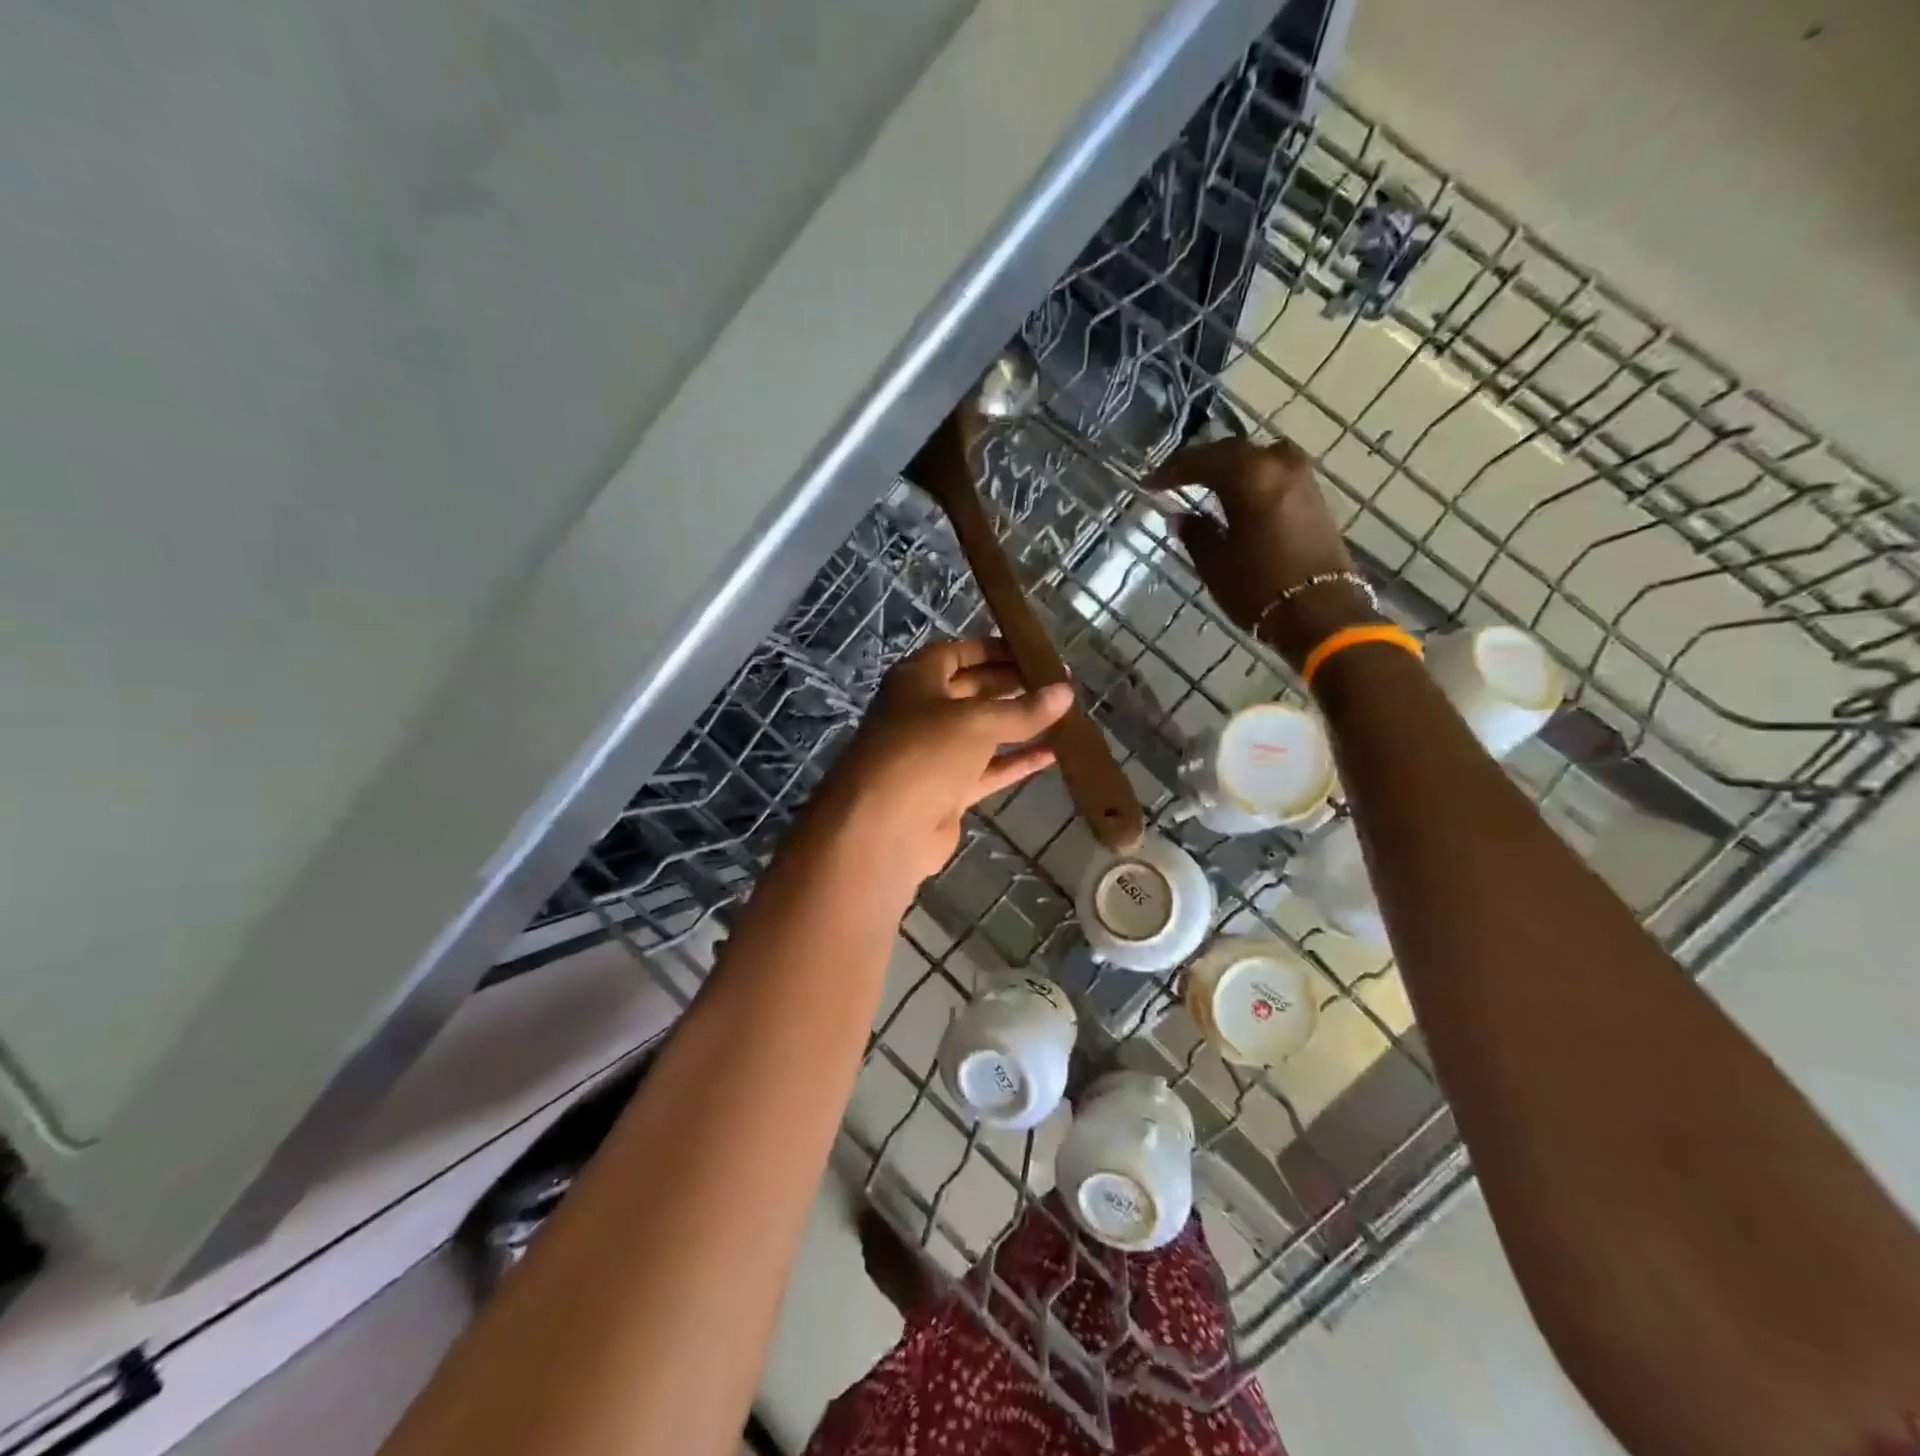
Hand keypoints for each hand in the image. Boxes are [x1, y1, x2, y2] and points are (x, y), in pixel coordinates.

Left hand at [823, 639, 1072, 884]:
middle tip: (1061, 684)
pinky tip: (1053, 753)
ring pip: (984, 732)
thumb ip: (1023, 710)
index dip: (998, 650)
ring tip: (1065, 714)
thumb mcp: (977, 722)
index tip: (1037, 653)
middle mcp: (923, 711)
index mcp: (917, 679)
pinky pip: (988, 769)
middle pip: (975, 690)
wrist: (883, 828)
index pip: (961, 653)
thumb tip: (1066, 692)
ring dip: (1020, 724)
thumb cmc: (924, 752)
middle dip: (1014, 686)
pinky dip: (1016, 762)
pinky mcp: (947, 790)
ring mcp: (935, 754)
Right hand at [1149, 436, 1376, 668]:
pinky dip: (1251, 477)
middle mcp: (1278, 465)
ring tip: (1206, 481)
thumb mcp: (1216, 564)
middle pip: (1232, 452)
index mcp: (1249, 477)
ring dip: (1229, 466)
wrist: (1321, 613)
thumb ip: (1196, 534)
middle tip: (1174, 476)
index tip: (1150, 482)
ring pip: (1257, 458)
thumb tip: (1180, 516)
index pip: (1202, 461)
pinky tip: (1237, 493)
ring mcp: (1302, 479)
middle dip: (1201, 462)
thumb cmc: (1259, 588)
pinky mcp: (1314, 497)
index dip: (1173, 470)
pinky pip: (1274, 472)